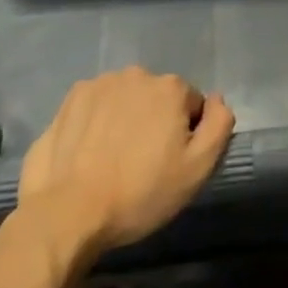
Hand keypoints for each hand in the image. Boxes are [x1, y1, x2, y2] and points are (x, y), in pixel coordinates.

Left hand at [17, 68, 234, 256]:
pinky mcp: (69, 100)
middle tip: (143, 163)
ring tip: (113, 159)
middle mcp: (136, 75)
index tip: (171, 162)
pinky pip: (95, 105)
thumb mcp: (197, 169)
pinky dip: (96, 122)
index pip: (191, 104)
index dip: (186, 134)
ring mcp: (99, 84)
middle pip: (157, 97)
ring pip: (125, 99)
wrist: (68, 213)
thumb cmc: (140, 193)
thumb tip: (218, 99)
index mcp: (170, 88)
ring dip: (125, 119)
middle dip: (155, 121)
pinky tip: (89, 153)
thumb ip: (219, 126)